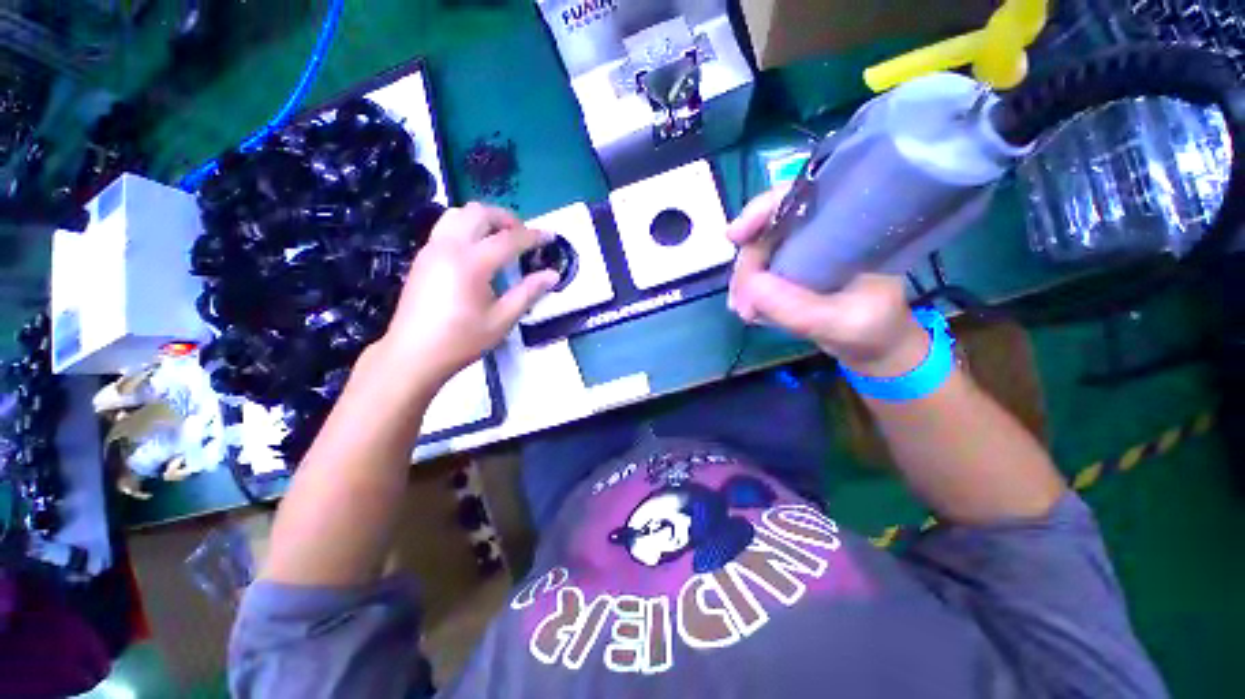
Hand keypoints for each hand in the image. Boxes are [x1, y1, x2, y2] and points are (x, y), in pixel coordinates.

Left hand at [378, 203, 558, 387]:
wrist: (413, 354)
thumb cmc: (461, 340)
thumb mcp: (502, 320)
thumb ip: (528, 293)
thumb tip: (552, 275)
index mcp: (471, 263)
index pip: (508, 239)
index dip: (533, 236)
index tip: (550, 237)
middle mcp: (449, 247)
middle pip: (479, 212)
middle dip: (506, 218)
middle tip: (523, 236)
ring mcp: (432, 249)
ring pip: (458, 214)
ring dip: (484, 219)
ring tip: (501, 237)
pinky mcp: (423, 256)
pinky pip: (446, 226)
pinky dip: (467, 227)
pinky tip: (478, 250)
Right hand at [726, 188, 928, 376]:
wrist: (873, 347)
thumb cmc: (874, 329)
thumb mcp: (843, 323)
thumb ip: (800, 309)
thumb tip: (749, 287)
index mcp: (848, 225)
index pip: (800, 197)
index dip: (763, 209)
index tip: (735, 235)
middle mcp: (821, 230)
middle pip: (768, 228)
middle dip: (748, 264)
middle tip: (742, 303)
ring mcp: (802, 251)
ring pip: (758, 252)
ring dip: (743, 281)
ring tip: (745, 312)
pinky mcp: (790, 270)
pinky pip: (758, 272)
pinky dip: (746, 290)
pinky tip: (748, 311)